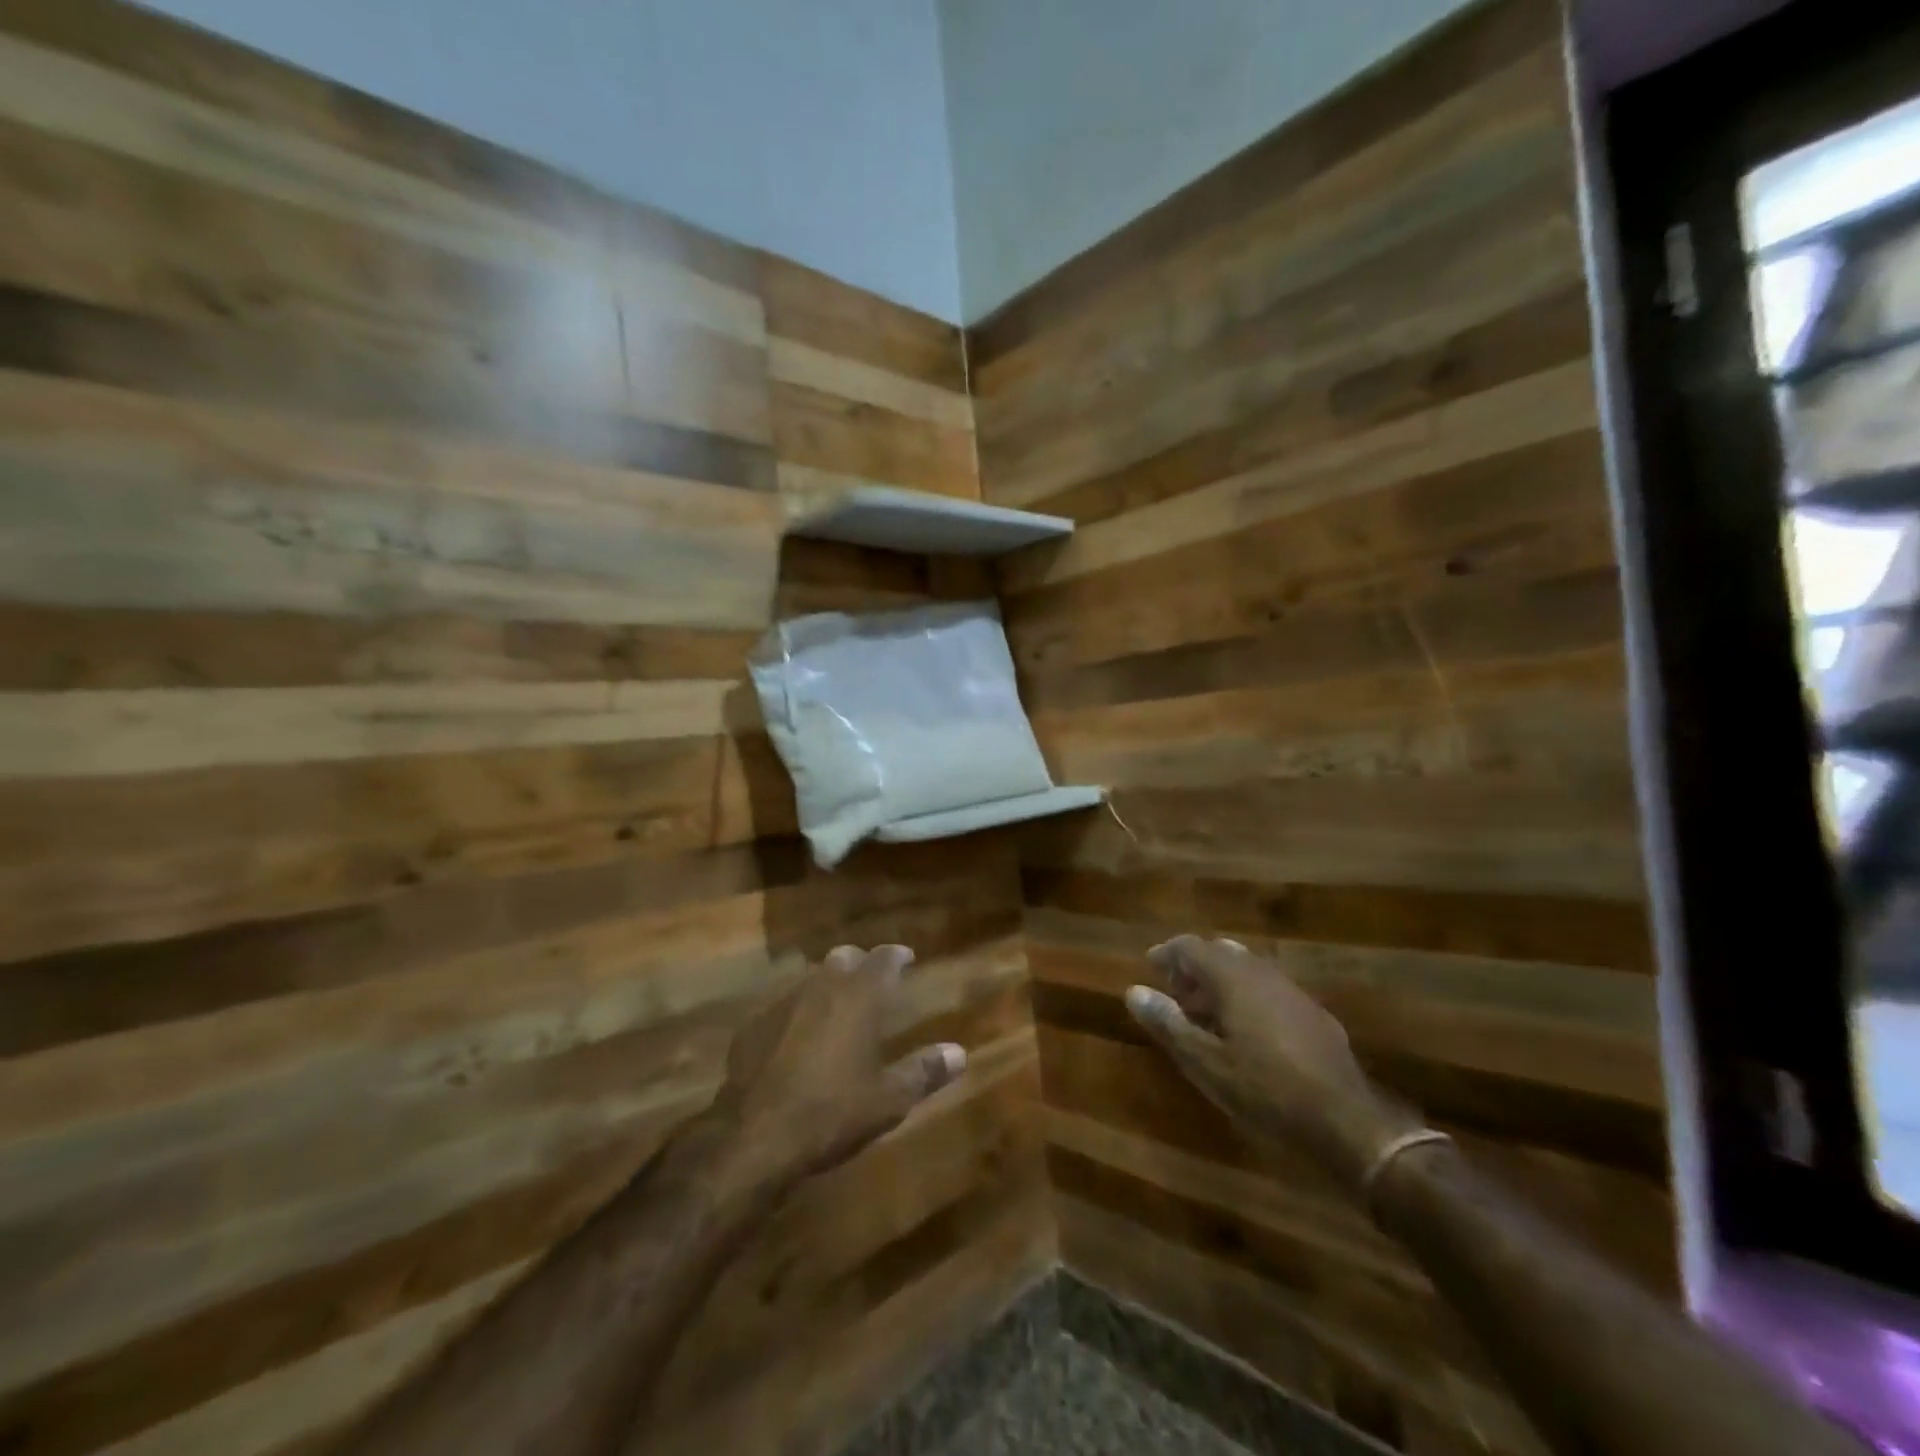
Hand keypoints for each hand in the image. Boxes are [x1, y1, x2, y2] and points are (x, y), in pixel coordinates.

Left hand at [714, 944, 966, 1184]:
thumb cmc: (832, 1113)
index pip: (883, 959)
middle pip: (843, 958)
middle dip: (860, 964)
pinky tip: (795, 1036)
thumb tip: (959, 1053)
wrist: (755, 1137)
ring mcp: (781, 1003)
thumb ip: (924, 1071)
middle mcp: (821, 987)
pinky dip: (796, 1012)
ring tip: (836, 1006)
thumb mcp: (889, 1099)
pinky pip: (781, 1006)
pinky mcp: (752, 1026)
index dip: (897, 955)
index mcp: (858, 997)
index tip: (907, 958)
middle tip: (872, 980)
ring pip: (810, 978)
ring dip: (827, 985)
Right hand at [1126, 935, 1423, 1189]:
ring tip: (1206, 1017)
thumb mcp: (1206, 1063)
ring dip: (1221, 984)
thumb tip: (1134, 992)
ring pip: (1248, 971)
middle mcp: (1263, 973)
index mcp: (1234, 978)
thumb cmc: (1265, 1090)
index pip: (1192, 946)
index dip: (1167, 953)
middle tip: (1176, 996)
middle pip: (1221, 953)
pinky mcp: (1314, 1016)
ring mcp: (1293, 992)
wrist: (1348, 1124)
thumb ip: (1169, 1023)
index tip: (1150, 968)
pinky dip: (1247, 998)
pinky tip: (1247, 1035)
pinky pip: (1269, 991)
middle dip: (1194, 968)